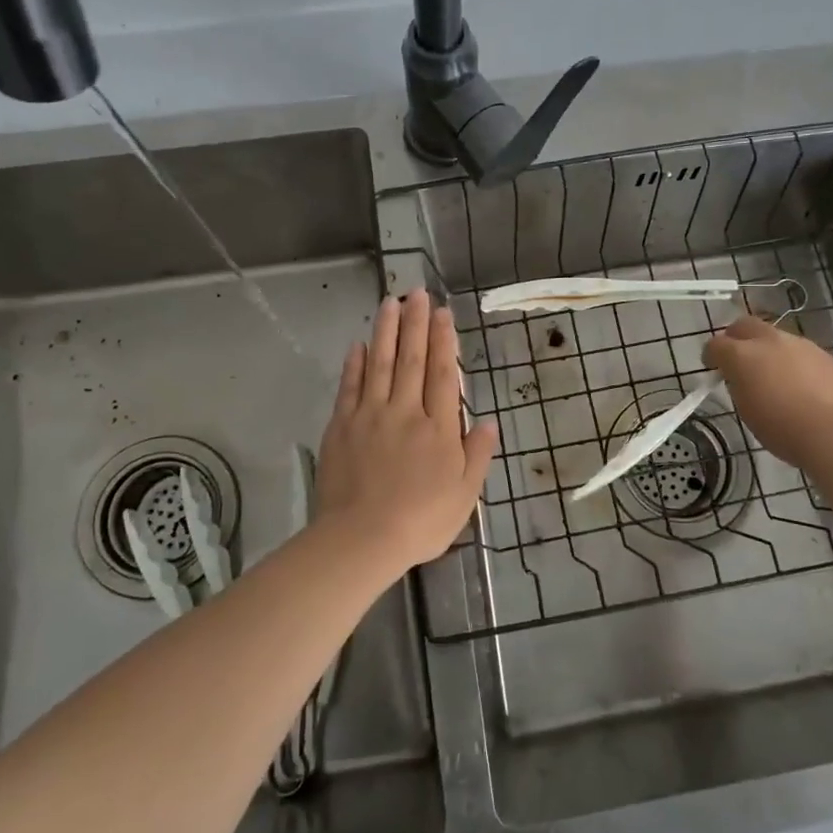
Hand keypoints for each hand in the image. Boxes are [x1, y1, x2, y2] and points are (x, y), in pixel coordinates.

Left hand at [314, 289, 498, 573]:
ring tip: (389, 302)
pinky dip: (354, 364)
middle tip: (418, 293)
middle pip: (411, 359)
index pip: (442, 374)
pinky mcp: (342, 427)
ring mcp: (370, 416)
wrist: (362, 540)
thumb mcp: (464, 495)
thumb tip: (491, 421)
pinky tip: (358, 344)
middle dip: (416, 323)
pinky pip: (350, 387)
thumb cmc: (421, 521)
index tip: (443, 312)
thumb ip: (478, 455)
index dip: (443, 341)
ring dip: (385, 330)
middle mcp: (405, 411)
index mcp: (438, 428)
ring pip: (379, 363)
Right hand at [702, 315, 832, 467]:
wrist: (832, 432)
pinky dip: (795, 363)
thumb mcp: (746, 408)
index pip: (716, 344)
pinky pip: (803, 353)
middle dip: (737, 338)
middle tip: (738, 358)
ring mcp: (801, 345)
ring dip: (769, 350)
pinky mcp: (825, 355)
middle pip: (745, 325)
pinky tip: (802, 385)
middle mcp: (770, 341)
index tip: (712, 368)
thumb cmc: (780, 428)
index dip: (711, 355)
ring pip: (777, 338)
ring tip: (774, 375)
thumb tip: (742, 378)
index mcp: (743, 355)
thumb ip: (740, 384)